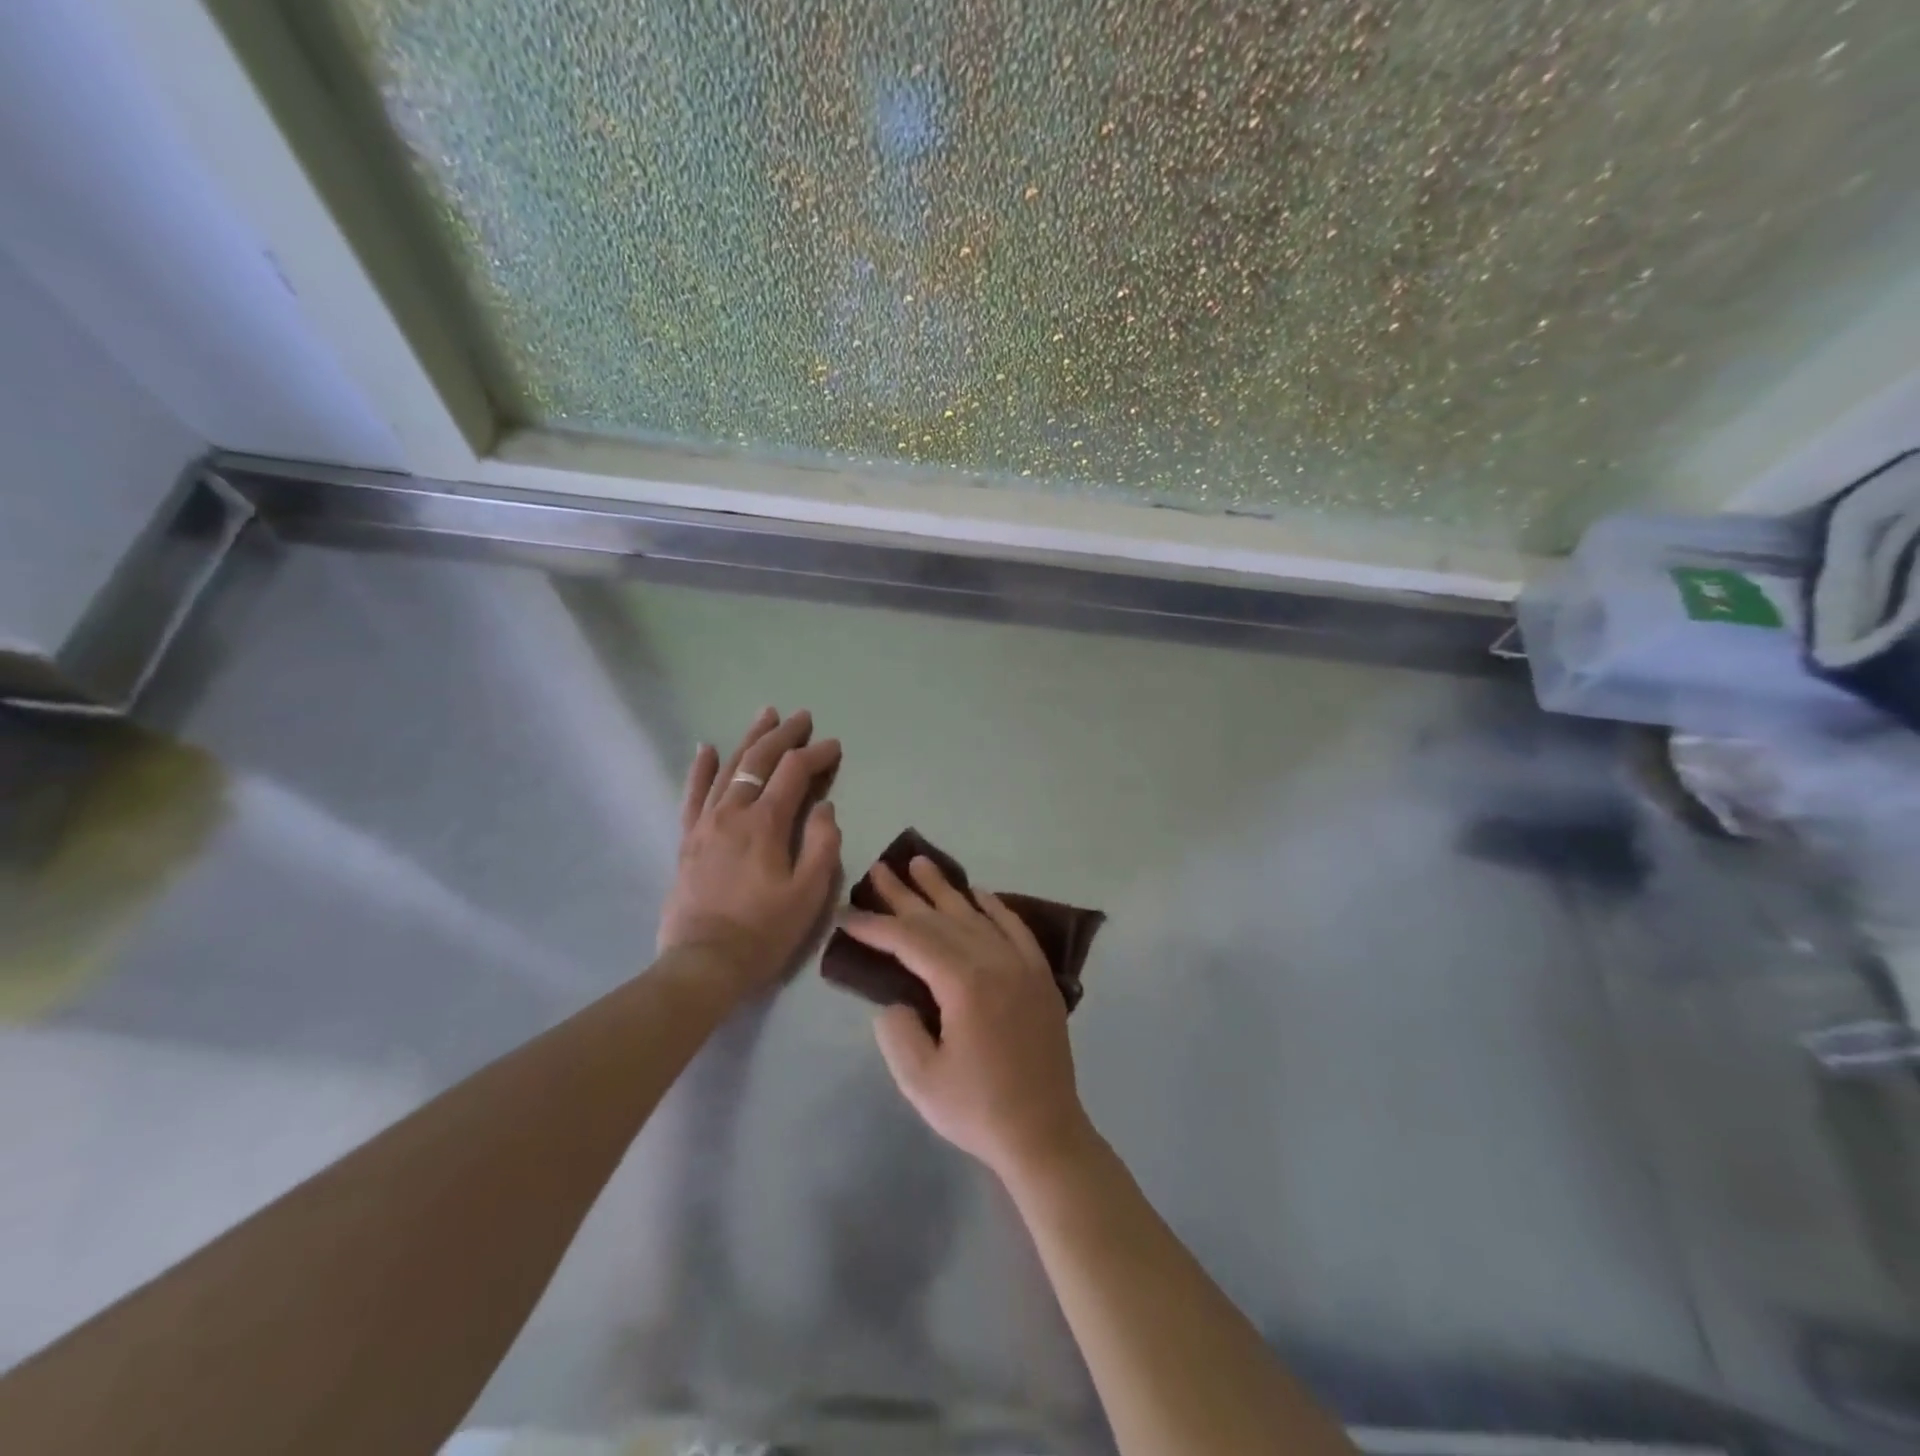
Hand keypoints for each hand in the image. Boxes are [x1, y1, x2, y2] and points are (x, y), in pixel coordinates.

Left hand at [659, 708, 842, 999]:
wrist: (704, 963)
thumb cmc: (764, 931)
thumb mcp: (809, 893)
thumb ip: (823, 845)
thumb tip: (824, 807)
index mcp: (766, 823)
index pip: (794, 773)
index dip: (816, 754)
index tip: (835, 746)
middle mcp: (733, 812)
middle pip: (758, 760)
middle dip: (783, 735)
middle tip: (802, 717)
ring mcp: (705, 824)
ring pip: (728, 769)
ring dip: (749, 740)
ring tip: (765, 716)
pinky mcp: (688, 840)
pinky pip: (693, 794)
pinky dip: (700, 768)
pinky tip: (706, 748)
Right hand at [840, 856, 1096, 1182]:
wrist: (1044, 1134)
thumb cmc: (978, 1110)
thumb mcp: (920, 1080)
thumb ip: (897, 1031)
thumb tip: (896, 999)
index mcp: (964, 984)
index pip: (911, 941)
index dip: (876, 926)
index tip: (847, 914)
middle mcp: (995, 961)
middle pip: (942, 919)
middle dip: (905, 896)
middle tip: (879, 869)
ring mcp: (1022, 966)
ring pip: (976, 915)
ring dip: (946, 890)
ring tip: (921, 863)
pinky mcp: (1040, 977)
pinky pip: (1015, 928)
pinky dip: (995, 907)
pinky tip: (979, 893)